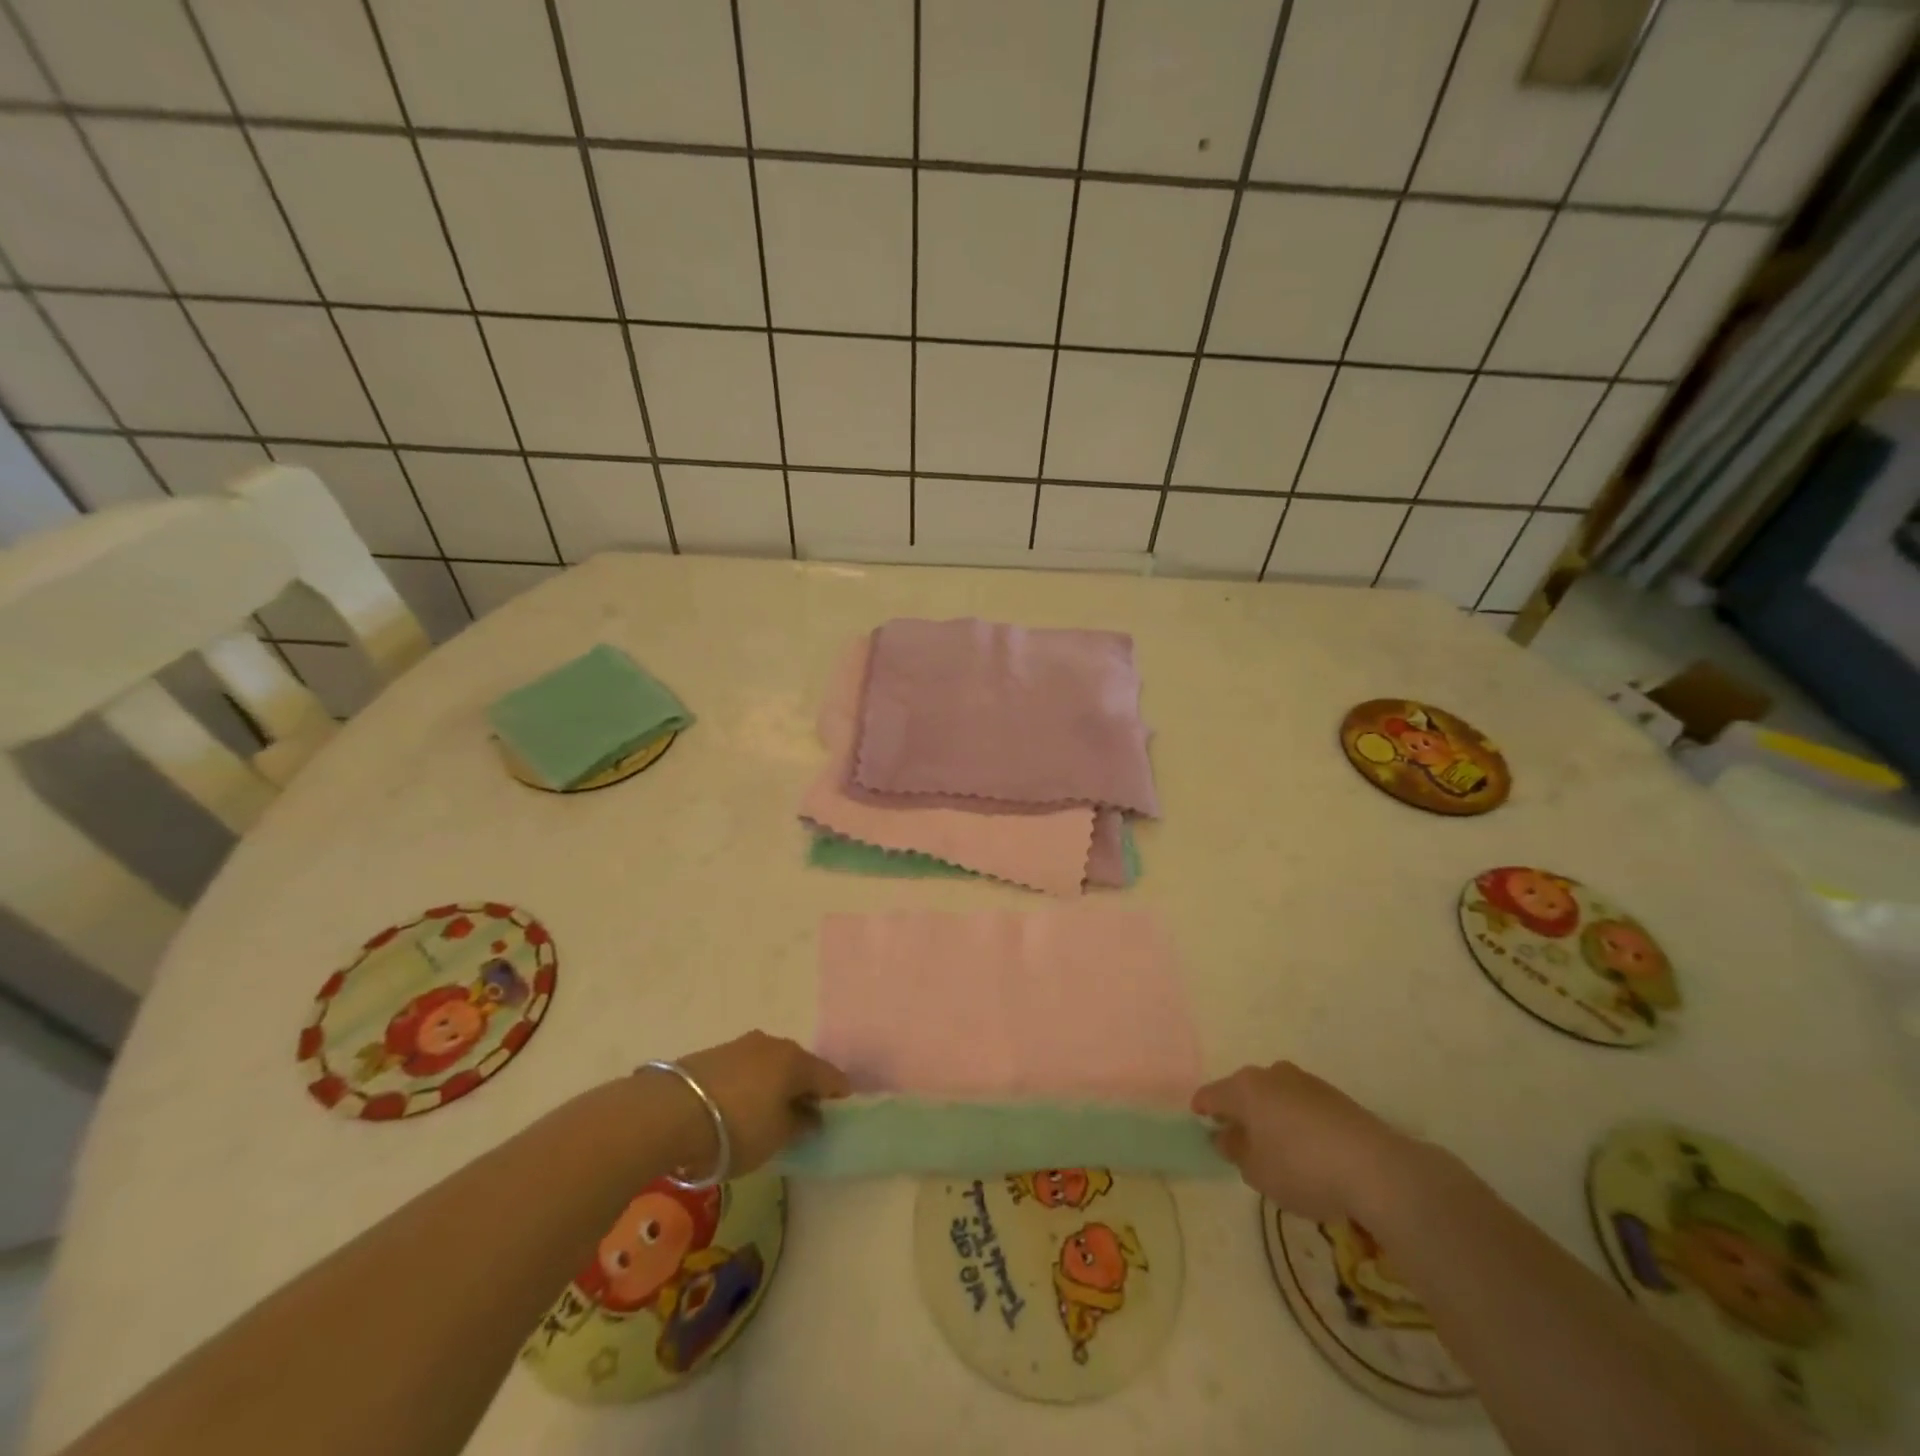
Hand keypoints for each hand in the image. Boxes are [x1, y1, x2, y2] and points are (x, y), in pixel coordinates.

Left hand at [673, 1031, 850, 1175]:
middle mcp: (774, 1044)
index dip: (838, 1097)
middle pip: (799, 1066)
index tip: (837, 1116)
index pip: (830, 1076)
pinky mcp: (714, 1053)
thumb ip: (800, 1125)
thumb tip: (811, 1116)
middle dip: (804, 1089)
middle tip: (802, 1117)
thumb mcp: (776, 1138)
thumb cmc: (736, 1128)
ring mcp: (742, 1045)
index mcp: (796, 1061)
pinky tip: (739, 1107)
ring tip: (767, 1114)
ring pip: (770, 1065)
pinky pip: (746, 1069)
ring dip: (774, 1085)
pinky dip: (751, 1085)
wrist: (668, 1112)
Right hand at [1192, 1061, 1411, 1221]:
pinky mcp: (1334, 1095)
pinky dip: (1295, 1121)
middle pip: (1244, 1091)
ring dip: (1270, 1115)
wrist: (1376, 1168)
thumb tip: (1225, 1135)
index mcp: (1244, 1087)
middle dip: (1239, 1112)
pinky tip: (1306, 1149)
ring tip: (1275, 1147)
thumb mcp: (1257, 1171)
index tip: (1199, 1123)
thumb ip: (1235, 1151)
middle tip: (1238, 1140)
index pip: (1211, 1095)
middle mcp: (1270, 1074)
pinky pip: (1301, 1105)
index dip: (1201, 1109)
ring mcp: (1305, 1081)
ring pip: (1275, 1096)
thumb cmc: (1302, 1168)